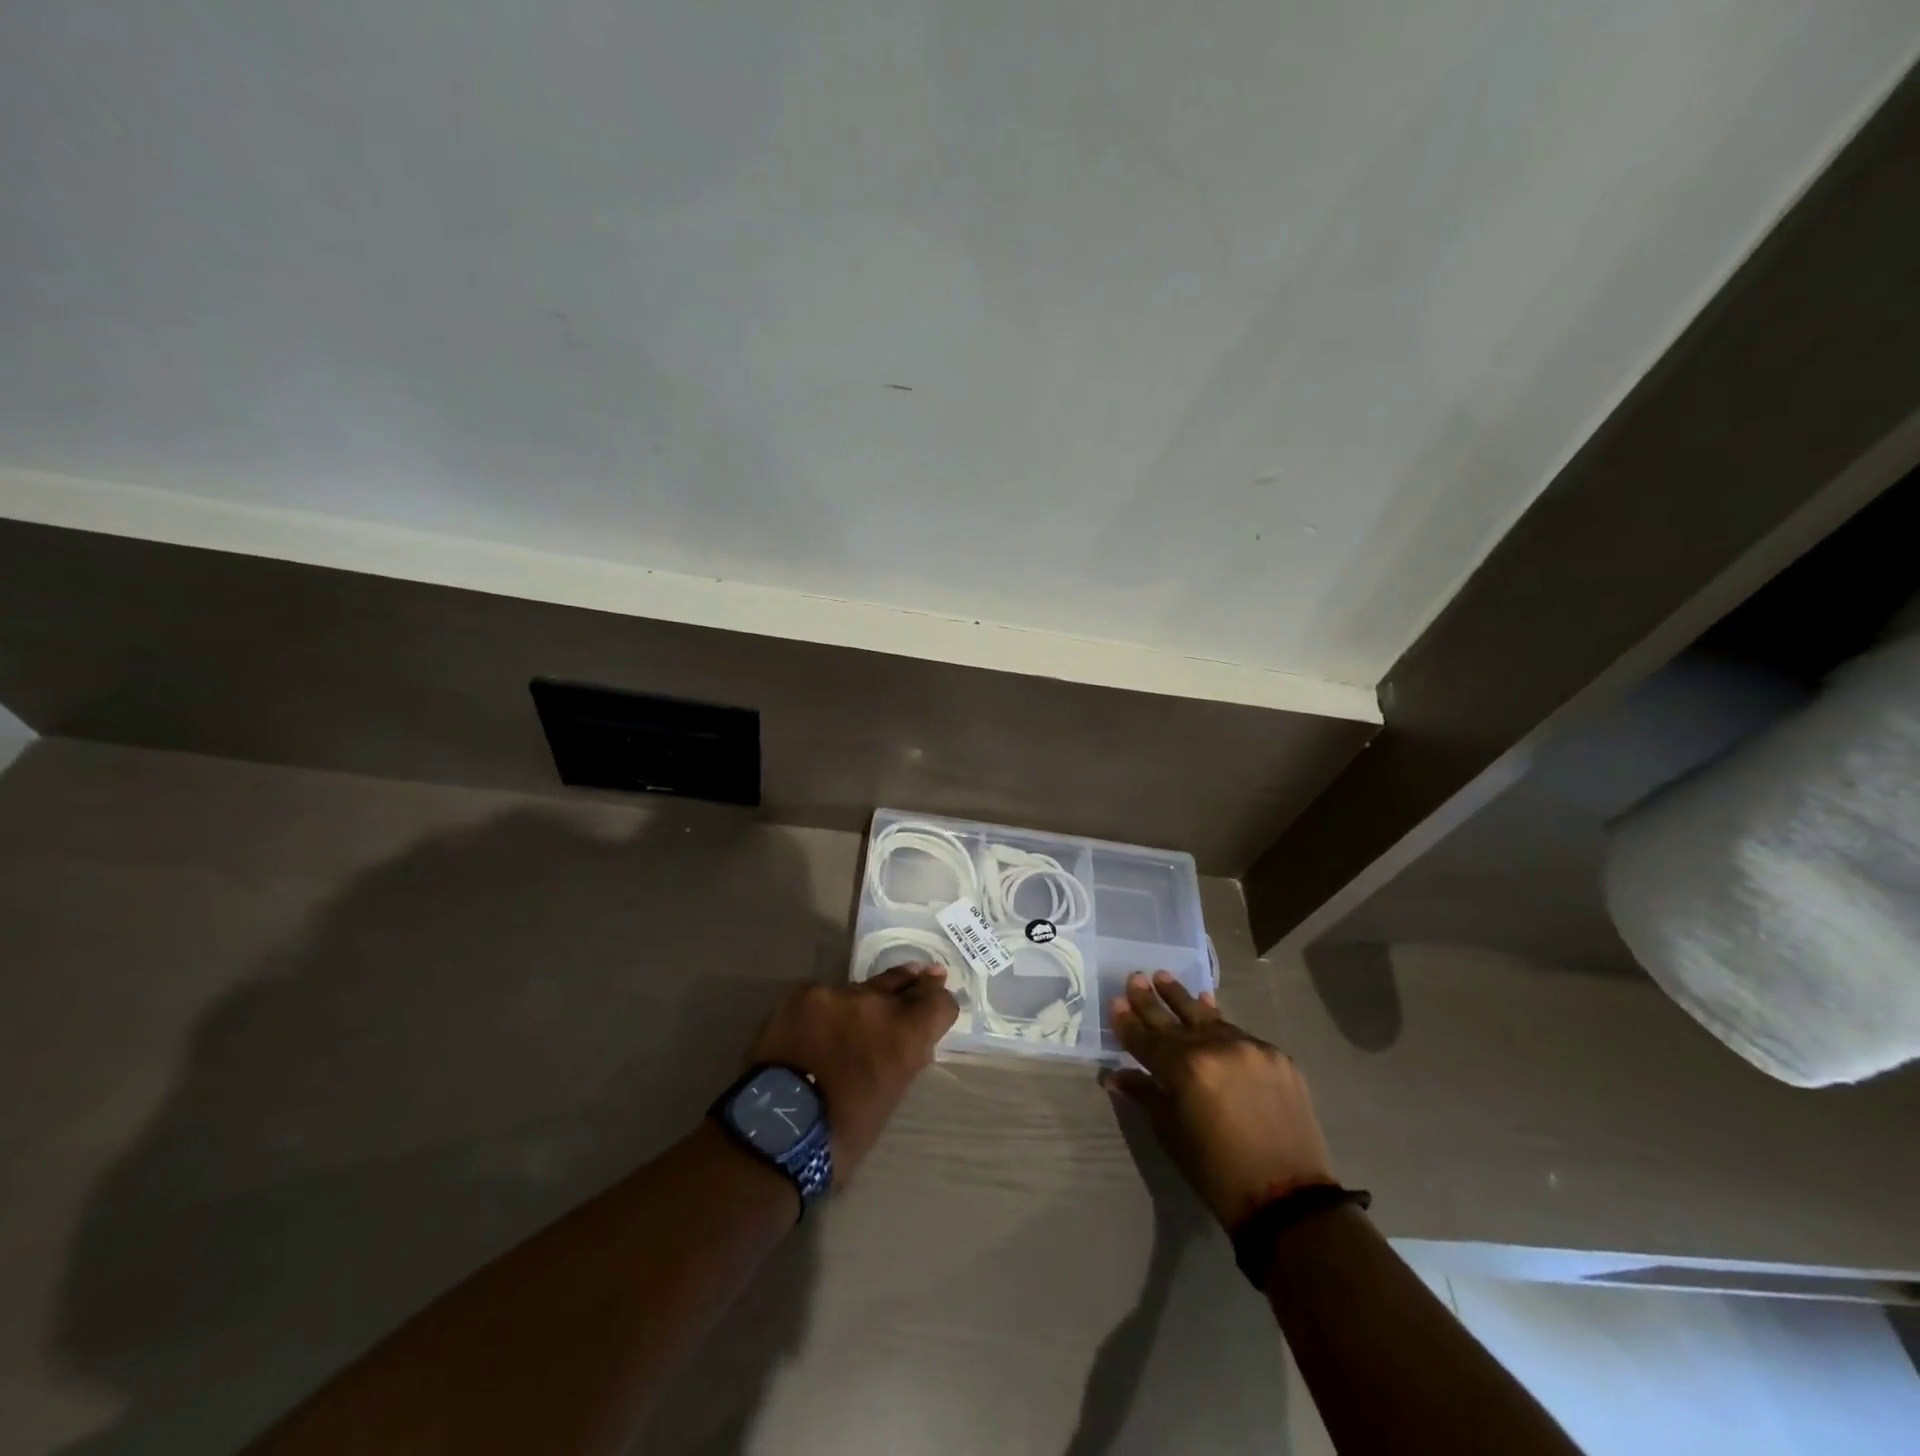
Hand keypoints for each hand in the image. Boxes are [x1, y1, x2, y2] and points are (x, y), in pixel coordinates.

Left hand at [745, 964, 957, 1184]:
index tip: (936, 1007)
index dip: (940, 1004)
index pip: (940, 1001)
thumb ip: (905, 1056)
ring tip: (848, 1021)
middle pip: (902, 981)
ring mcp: (836, 993)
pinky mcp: (804, 992)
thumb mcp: (891, 1096)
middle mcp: (876, 1004)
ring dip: (859, 1004)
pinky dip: (823, 1010)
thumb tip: (911, 1039)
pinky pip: (823, 995)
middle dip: (910, 985)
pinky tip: (811, 1031)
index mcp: (904, 1036)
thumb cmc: (842, 1132)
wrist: (775, 1131)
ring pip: (859, 989)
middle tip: (919, 975)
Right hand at [1102, 971, 1336, 1227]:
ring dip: (1184, 999)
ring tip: (1164, 977)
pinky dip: (1220, 1021)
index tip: (1116, 1001)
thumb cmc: (1217, 1171)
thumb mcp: (1171, 1133)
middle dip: (1152, 1000)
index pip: (1148, 1038)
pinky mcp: (1277, 1055)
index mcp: (1186, 1069)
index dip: (1129, 1022)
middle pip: (1176, 1018)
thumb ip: (1145, 1093)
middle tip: (1136, 977)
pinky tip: (1209, 1006)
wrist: (1288, 1198)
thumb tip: (1114, 1075)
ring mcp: (1250, 1047)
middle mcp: (1217, 1047)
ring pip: (1209, 1017)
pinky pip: (1239, 1032)